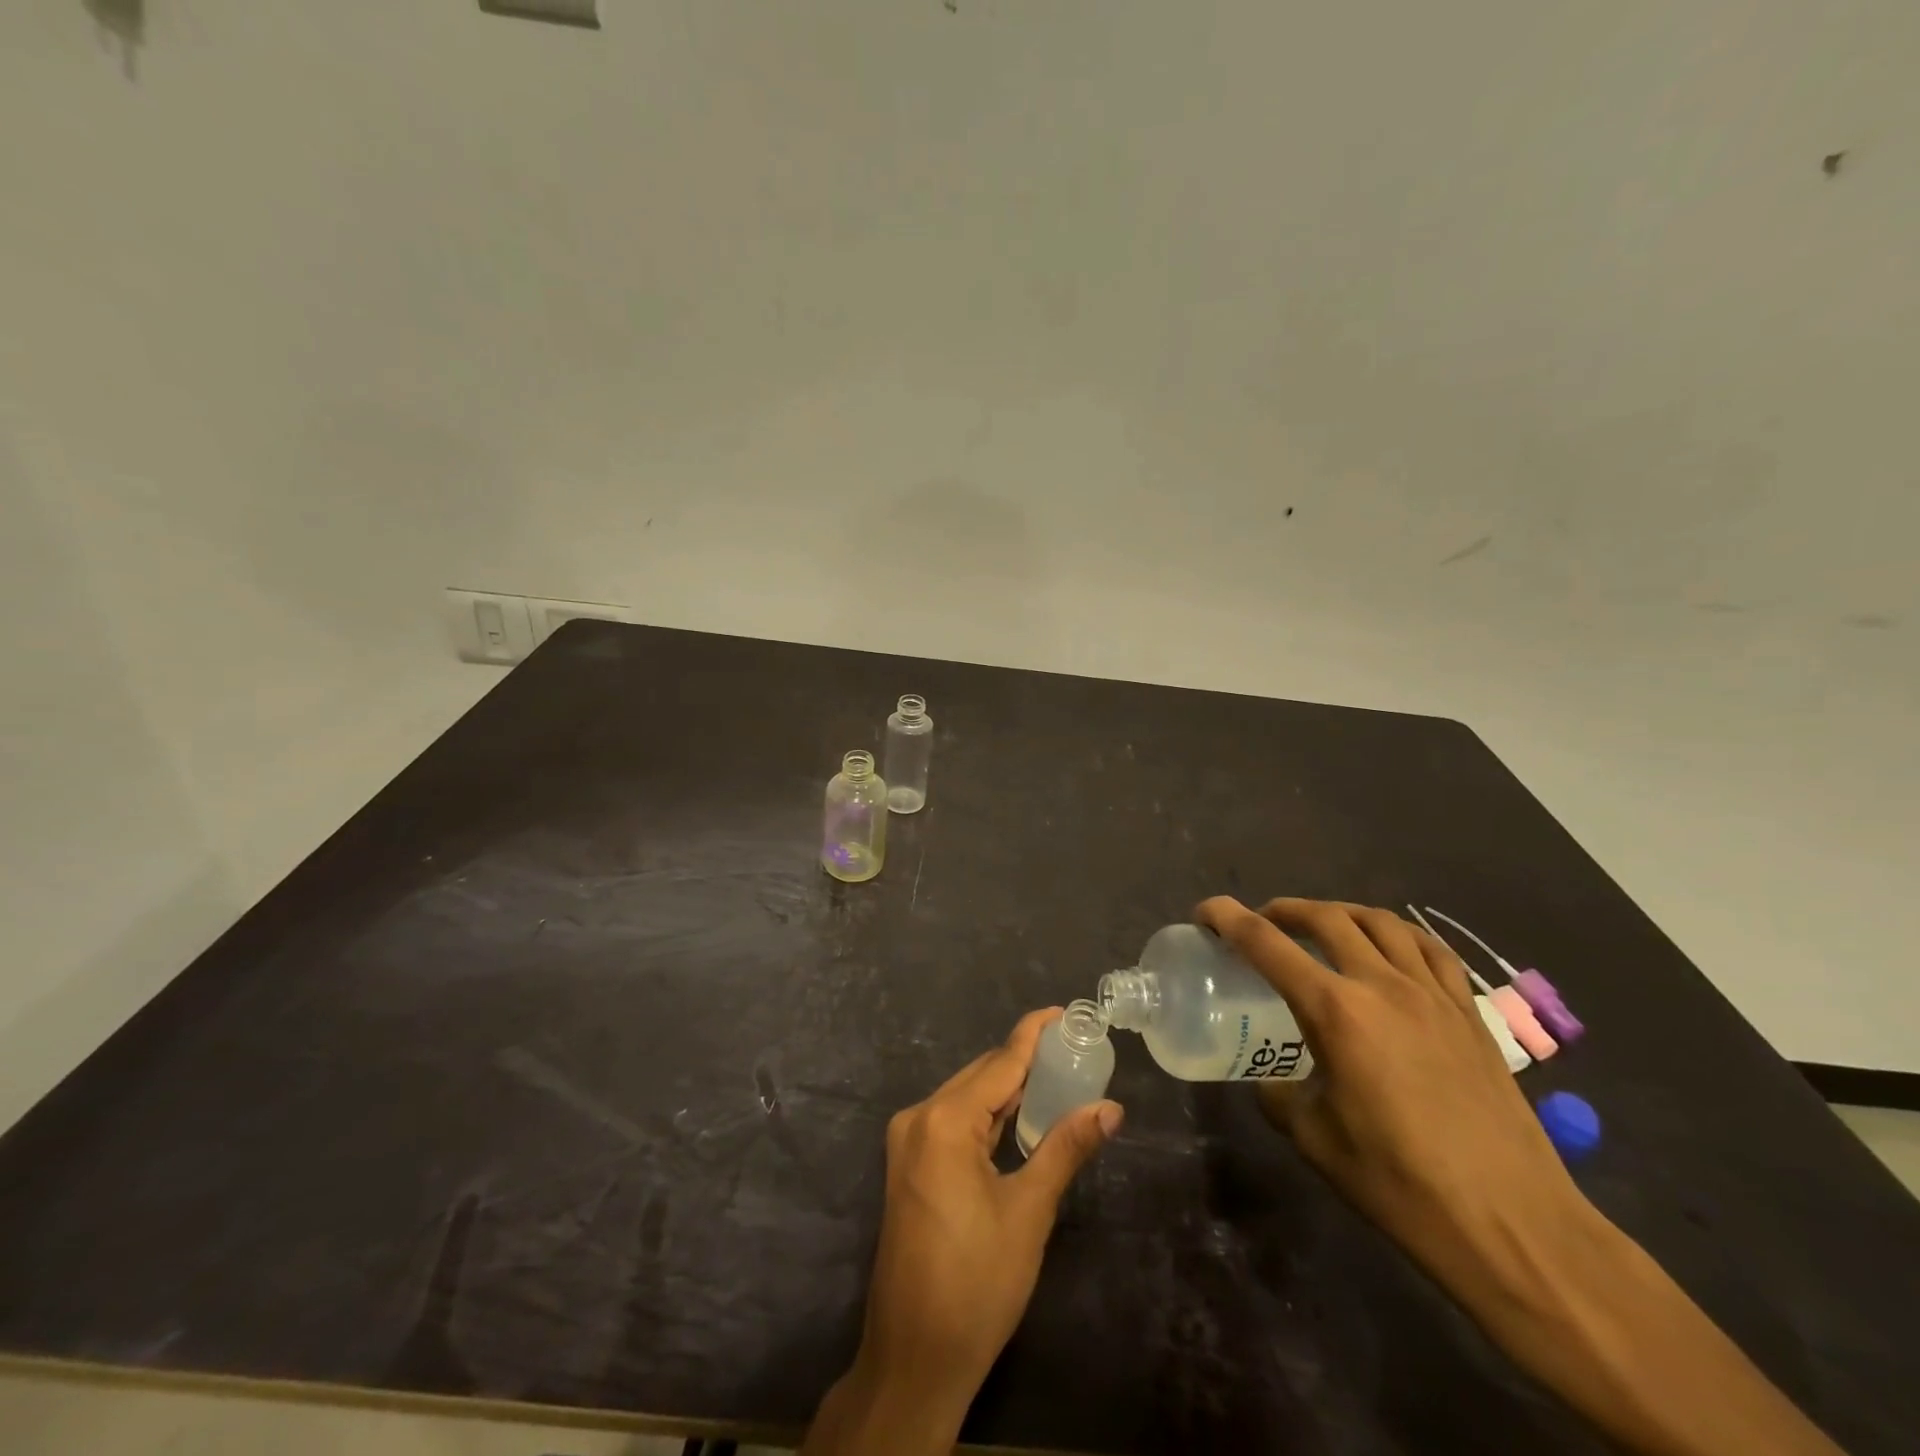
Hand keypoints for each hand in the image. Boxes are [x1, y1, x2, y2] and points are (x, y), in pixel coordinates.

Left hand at [802, 1008, 1122, 1455]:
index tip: (1063, 1011)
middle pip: (981, 1075)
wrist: (914, 1357)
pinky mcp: (908, 1163)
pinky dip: (987, 1113)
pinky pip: (953, 1120)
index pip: (1000, 1062)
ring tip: (1055, 1073)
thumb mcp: (1029, 1212)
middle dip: (1024, 1060)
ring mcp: (908, 1141)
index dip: (1033, 1034)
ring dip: (1006, 1087)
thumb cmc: (977, 1284)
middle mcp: (919, 1118)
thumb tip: (1110, 1107)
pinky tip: (1017, 1113)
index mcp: (944, 1121)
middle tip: (1072, 1048)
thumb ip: (1066, 1148)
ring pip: (966, 1097)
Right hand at [1193, 898, 1586, 1315]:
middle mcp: (1383, 986)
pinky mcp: (1470, 1014)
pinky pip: (1430, 950)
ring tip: (1322, 927)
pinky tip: (1389, 949)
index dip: (1227, 918)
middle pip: (1326, 917)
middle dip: (1284, 910)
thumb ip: (1280, 1094)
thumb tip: (1270, 1079)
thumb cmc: (1401, 1185)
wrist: (1514, 1227)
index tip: (1205, 912)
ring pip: (1381, 922)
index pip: (1266, 944)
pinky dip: (1398, 934)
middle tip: (1262, 923)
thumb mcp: (1315, 1139)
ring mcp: (1433, 995)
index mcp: (1336, 1012)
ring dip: (1340, 912)